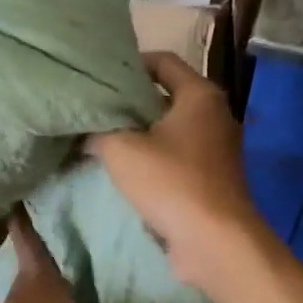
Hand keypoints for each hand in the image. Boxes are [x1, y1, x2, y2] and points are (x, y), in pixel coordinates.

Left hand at [0, 207, 198, 302]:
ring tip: (84, 255)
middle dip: (54, 234)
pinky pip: (38, 301)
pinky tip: (72, 302)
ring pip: (36, 277)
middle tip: (82, 217)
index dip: (28, 207)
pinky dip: (53, 295)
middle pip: (35, 250)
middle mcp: (24, 285)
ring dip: (54, 266)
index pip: (25, 229)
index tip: (40, 184)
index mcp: (37, 276)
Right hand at [86, 52, 264, 284]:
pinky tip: (125, 171)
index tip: (100, 77)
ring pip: (170, 130)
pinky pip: (177, 158)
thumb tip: (85, 130)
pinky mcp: (212, 179)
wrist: (215, 241)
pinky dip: (153, 160)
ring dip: (140, 135)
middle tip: (95, 109)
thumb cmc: (171, 183)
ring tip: (103, 140)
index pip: (163, 61)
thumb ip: (99, 131)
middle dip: (131, 103)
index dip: (130, 64)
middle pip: (166, 96)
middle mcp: (215, 115)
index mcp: (200, 95)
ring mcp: (217, 149)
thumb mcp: (122, 150)